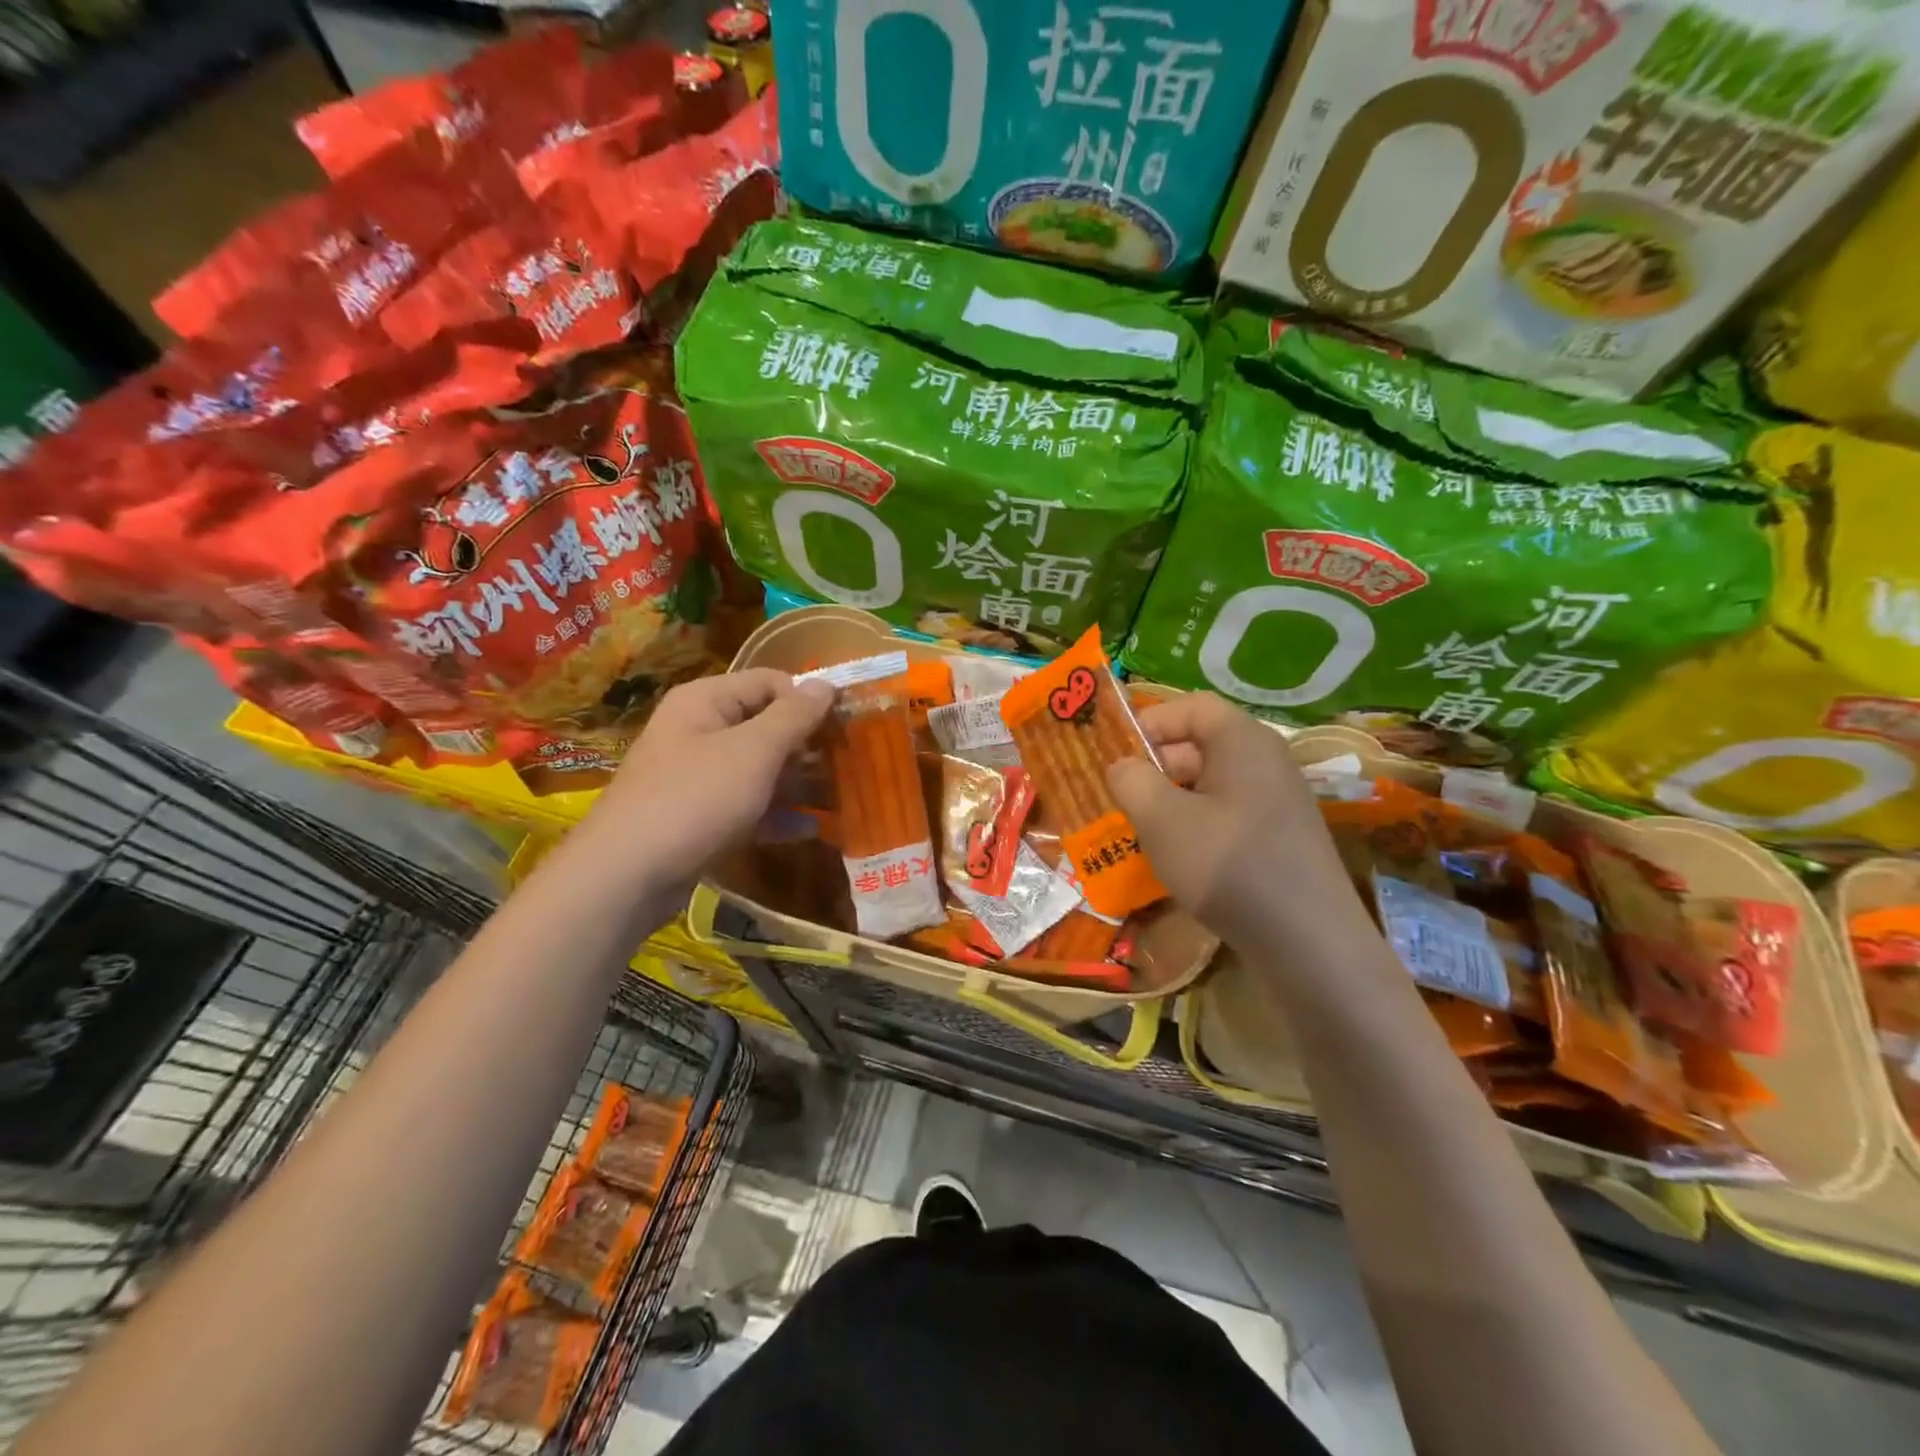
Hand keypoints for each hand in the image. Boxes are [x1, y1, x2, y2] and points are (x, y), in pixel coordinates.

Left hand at [588, 669, 834, 882]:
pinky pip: (746, 806)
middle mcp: (699, 731)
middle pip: (765, 726)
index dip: (808, 699)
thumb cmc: (695, 799)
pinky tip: (808, 830)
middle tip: (847, 765)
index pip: (769, 682)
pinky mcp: (699, 817)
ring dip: (797, 783)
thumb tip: (826, 683)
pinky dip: (775, 815)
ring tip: (838, 798)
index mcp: (705, 701)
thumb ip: (794, 717)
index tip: (846, 725)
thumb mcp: (753, 752)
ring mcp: (697, 777)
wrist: (625, 876)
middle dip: (807, 745)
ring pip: (758, 769)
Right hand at [1108, 693, 1364, 952]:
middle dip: (1156, 767)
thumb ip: (1132, 782)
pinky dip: (1198, 826)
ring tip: (1142, 831)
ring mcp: (1279, 801)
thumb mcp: (1162, 819)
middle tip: (1121, 798)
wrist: (1308, 942)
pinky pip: (1230, 814)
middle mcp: (1266, 761)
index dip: (1150, 722)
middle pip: (1201, 744)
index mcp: (1242, 741)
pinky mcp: (1282, 838)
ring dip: (1173, 800)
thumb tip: (1123, 767)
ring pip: (1212, 784)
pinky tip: (1178, 859)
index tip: (1116, 755)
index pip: (1191, 707)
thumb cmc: (1228, 865)